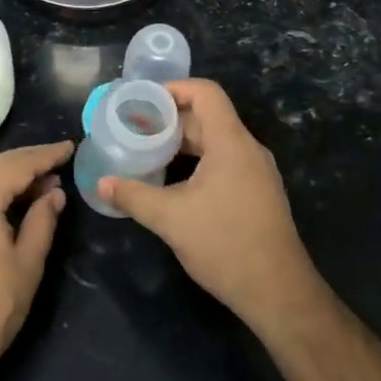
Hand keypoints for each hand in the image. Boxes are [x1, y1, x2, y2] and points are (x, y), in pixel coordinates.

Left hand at [0, 141, 72, 380]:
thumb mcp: (27, 263)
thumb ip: (42, 220)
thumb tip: (53, 193)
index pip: (17, 165)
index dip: (45, 155)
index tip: (70, 147)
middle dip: (28, 162)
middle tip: (59, 162)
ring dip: (9, 177)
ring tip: (43, 184)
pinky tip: (12, 202)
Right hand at [97, 80, 324, 333]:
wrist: (278, 291)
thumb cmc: (224, 244)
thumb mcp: (170, 218)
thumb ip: (134, 195)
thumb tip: (102, 184)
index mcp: (231, 143)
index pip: (206, 93)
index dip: (173, 89)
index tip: (141, 101)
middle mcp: (248, 149)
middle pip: (207, 117)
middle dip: (169, 119)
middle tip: (133, 129)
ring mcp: (256, 172)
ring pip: (215, 142)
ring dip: (181, 143)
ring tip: (146, 152)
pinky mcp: (257, 193)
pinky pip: (224, 162)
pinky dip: (196, 161)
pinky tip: (172, 181)